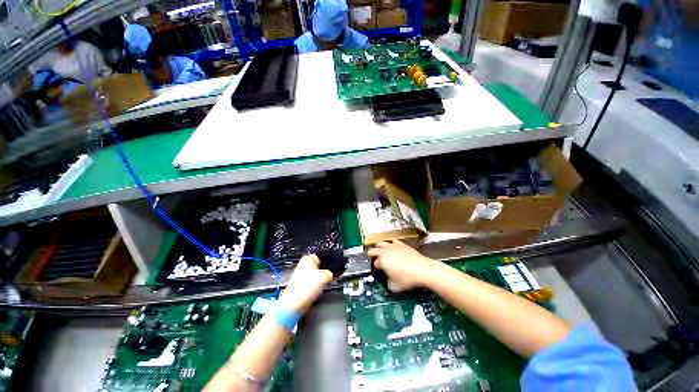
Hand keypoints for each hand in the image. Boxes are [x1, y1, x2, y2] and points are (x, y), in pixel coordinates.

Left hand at [278, 255, 332, 312]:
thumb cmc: (306, 287)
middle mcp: (302, 264)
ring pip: (315, 275)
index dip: (329, 263)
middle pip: (319, 266)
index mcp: (308, 258)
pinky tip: (316, 291)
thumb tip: (332, 274)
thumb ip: (331, 272)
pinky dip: (314, 286)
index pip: (322, 256)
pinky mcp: (299, 285)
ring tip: (322, 286)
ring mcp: (299, 275)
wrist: (294, 304)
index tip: (334, 268)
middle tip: (330, 277)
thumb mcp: (326, 276)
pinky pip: (310, 283)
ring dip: (320, 280)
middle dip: (325, 272)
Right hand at [367, 240, 438, 291]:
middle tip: (374, 260)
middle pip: (372, 250)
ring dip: (379, 248)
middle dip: (371, 255)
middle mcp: (385, 251)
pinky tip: (394, 250)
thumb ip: (387, 283)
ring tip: (382, 254)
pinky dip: (391, 246)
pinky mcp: (401, 244)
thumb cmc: (408, 279)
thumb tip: (387, 281)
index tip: (378, 271)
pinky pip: (392, 242)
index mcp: (381, 261)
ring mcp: (393, 246)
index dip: (375, 268)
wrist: (423, 269)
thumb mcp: (394, 286)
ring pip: (380, 243)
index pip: (374, 263)